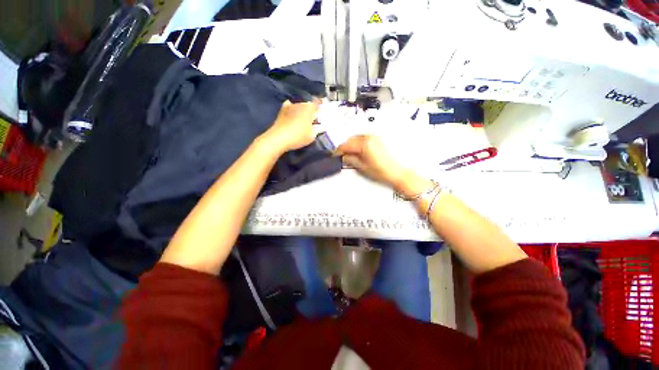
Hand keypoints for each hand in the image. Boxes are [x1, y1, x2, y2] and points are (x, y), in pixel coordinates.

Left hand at [263, 100, 319, 152]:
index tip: (321, 110)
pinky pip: (289, 106)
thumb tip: (319, 127)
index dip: (320, 105)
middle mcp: (300, 104)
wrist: (279, 138)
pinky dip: (292, 108)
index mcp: (309, 109)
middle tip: (313, 118)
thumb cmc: (298, 136)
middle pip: (308, 104)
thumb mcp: (311, 136)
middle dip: (311, 109)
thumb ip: (317, 130)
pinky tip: (292, 113)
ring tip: (303, 118)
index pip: (317, 102)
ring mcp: (290, 106)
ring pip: (299, 105)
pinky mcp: (282, 110)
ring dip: (302, 110)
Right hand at [335, 135, 407, 188]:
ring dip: (351, 144)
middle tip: (341, 155)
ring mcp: (375, 137)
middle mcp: (369, 137)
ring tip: (350, 154)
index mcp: (364, 144)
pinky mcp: (379, 139)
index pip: (346, 145)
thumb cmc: (381, 171)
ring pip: (357, 137)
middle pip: (351, 139)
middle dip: (345, 147)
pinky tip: (358, 151)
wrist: (398, 172)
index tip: (335, 155)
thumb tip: (343, 156)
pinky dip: (358, 143)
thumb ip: (351, 159)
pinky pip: (364, 138)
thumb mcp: (362, 167)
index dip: (339, 151)